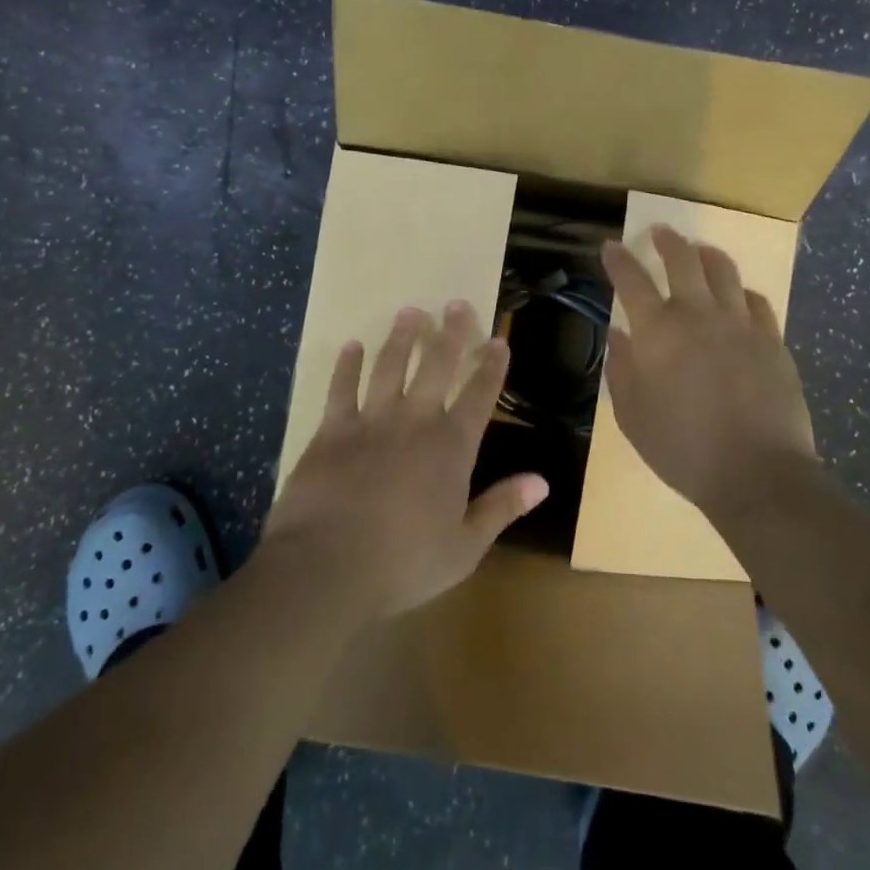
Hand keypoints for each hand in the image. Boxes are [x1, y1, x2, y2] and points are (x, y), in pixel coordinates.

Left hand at [265, 301, 549, 621]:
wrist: (326, 566)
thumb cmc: (402, 563)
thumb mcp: (464, 547)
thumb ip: (502, 507)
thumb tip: (543, 481)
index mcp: (451, 447)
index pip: (479, 396)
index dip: (491, 367)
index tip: (498, 339)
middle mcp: (415, 421)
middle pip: (437, 366)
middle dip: (450, 333)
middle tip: (456, 303)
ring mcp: (371, 420)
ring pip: (391, 366)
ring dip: (402, 337)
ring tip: (411, 312)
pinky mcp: (332, 429)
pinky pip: (341, 387)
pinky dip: (347, 365)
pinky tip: (352, 345)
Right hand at [601, 225, 816, 515]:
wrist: (757, 473)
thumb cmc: (683, 449)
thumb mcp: (633, 417)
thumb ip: (622, 370)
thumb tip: (619, 334)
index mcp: (659, 331)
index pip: (632, 280)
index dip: (618, 260)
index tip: (611, 247)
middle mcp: (699, 314)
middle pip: (683, 260)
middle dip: (668, 241)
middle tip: (660, 232)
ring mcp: (741, 324)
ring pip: (724, 271)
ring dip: (707, 255)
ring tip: (700, 251)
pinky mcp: (772, 340)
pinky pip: (757, 301)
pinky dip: (741, 292)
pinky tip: (739, 297)